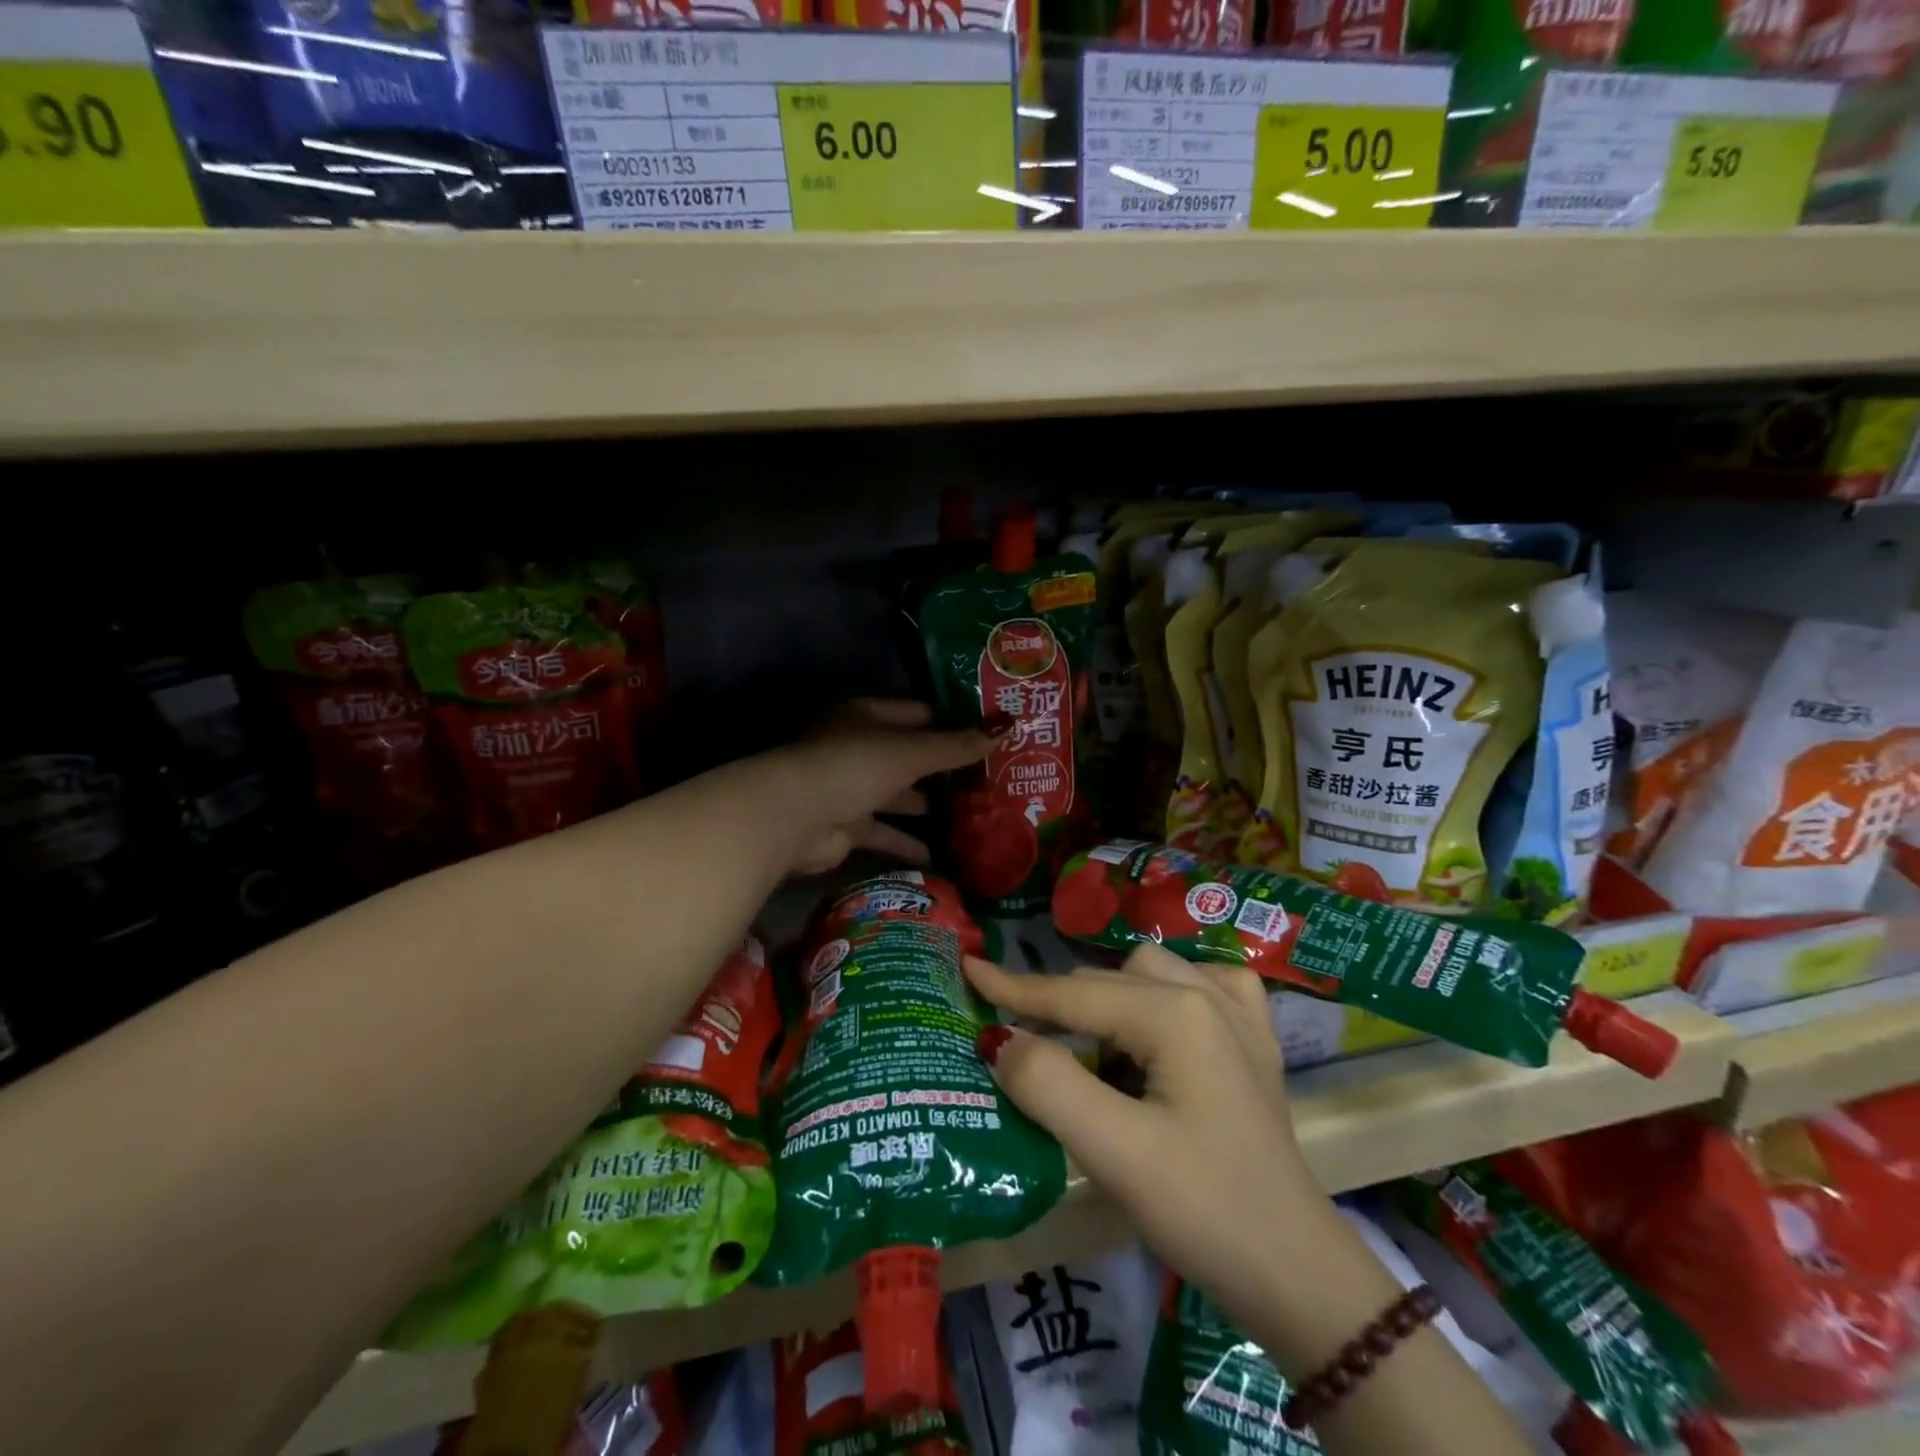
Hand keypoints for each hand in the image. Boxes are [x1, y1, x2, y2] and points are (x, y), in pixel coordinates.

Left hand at [773, 699, 1000, 876]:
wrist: (797, 816)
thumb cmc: (856, 766)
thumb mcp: (913, 752)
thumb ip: (957, 746)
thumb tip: (1007, 728)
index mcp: (869, 718)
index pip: (917, 715)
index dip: (950, 724)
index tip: (986, 738)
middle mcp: (859, 749)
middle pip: (908, 756)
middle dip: (942, 769)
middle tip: (987, 781)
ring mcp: (851, 789)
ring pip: (898, 795)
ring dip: (926, 806)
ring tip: (970, 817)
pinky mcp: (847, 827)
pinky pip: (885, 832)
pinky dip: (907, 843)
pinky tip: (940, 855)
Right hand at [971, 948, 1534, 1455]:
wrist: (1298, 1273)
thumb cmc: (1204, 1211)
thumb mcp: (1114, 1152)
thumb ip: (1048, 1084)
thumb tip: (999, 1040)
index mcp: (1175, 1011)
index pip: (1073, 994)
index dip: (1013, 987)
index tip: (967, 966)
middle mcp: (1207, 992)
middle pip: (1107, 983)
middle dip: (1056, 1005)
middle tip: (1015, 1038)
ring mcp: (1238, 1012)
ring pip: (1147, 974)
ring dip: (1107, 1001)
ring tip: (1087, 1049)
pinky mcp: (1253, 1039)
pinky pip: (1198, 986)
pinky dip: (1164, 994)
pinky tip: (1159, 1025)